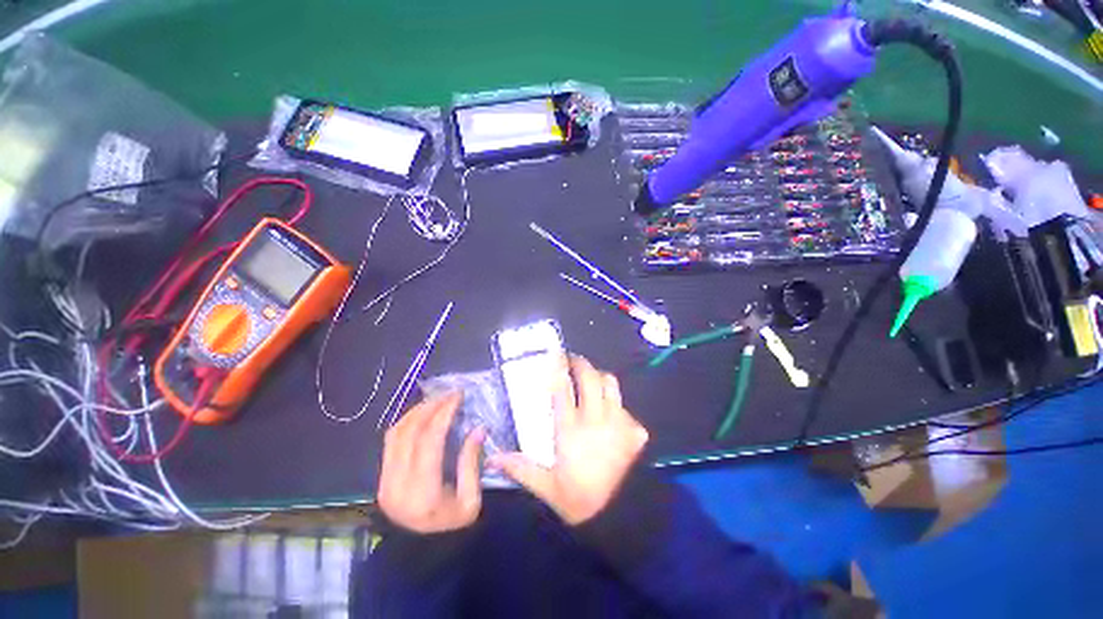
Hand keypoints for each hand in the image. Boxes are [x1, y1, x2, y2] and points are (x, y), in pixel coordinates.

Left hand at [377, 392, 486, 533]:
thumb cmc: (451, 529)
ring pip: (396, 433)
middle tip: (450, 394)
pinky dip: (407, 422)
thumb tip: (478, 428)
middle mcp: (397, 483)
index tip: (458, 396)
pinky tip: (422, 415)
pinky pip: (390, 441)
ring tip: (437, 400)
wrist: (420, 557)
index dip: (444, 413)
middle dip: (431, 406)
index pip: (430, 441)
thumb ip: (472, 463)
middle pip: (410, 432)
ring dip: (417, 411)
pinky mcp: (381, 478)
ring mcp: (385, 481)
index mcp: (423, 492)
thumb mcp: (471, 501)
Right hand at [489, 356, 648, 524]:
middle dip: (580, 363)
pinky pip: (624, 405)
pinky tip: (609, 413)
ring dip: (599, 377)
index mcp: (571, 429)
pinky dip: (615, 403)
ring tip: (591, 381)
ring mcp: (619, 422)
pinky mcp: (635, 431)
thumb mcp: (545, 486)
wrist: (619, 517)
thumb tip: (492, 458)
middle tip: (572, 361)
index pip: (563, 388)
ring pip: (611, 384)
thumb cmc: (579, 498)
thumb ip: (519, 468)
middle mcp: (596, 419)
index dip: (558, 366)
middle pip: (590, 377)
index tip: (555, 353)